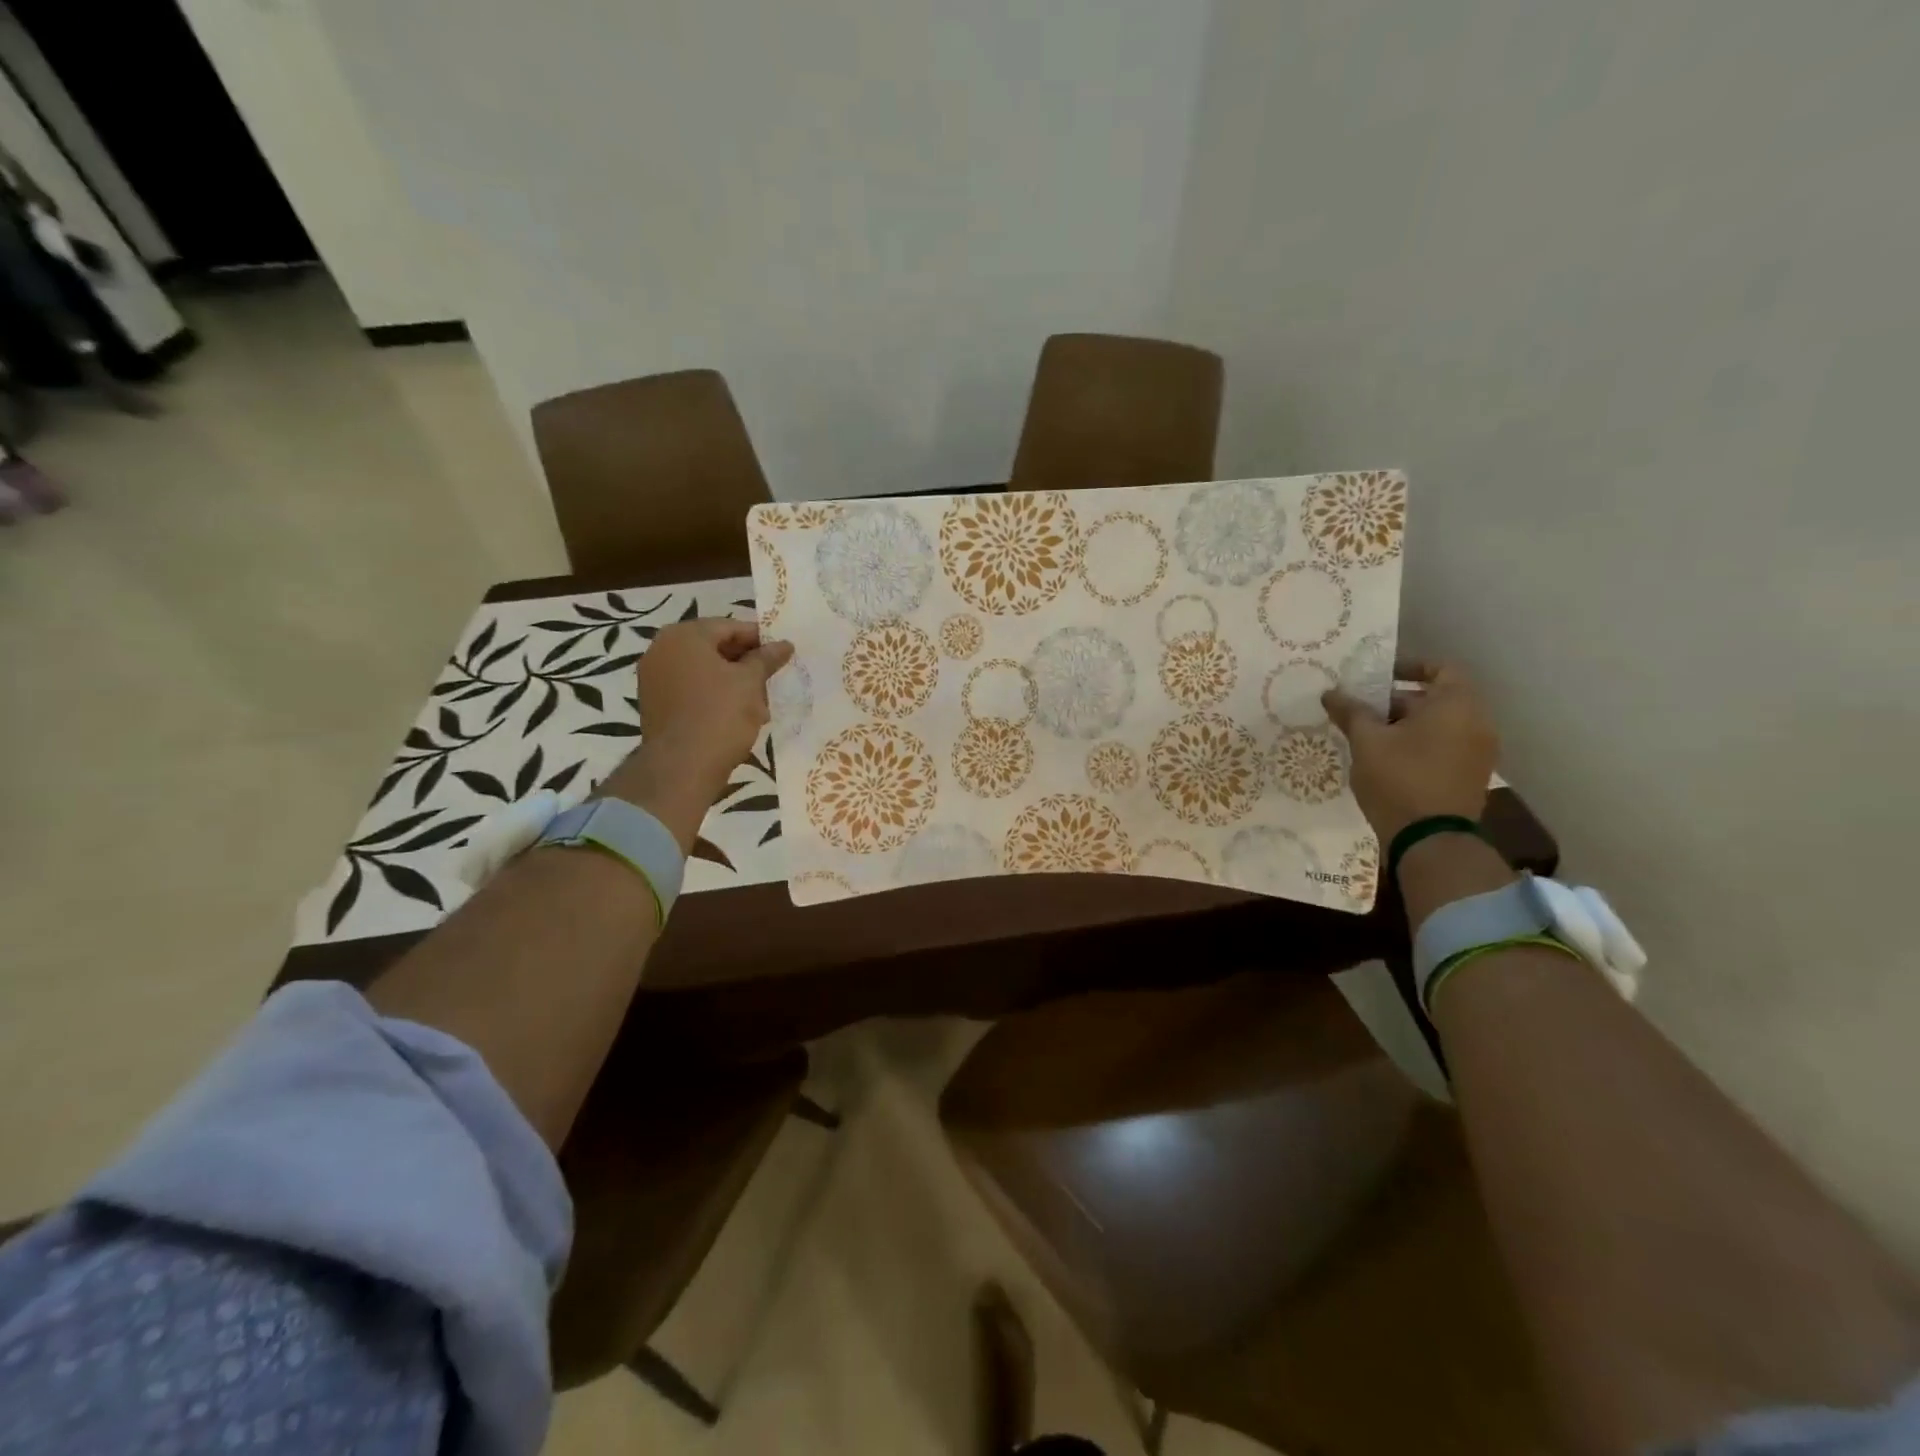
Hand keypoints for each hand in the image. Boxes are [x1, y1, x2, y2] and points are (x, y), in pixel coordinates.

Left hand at [600, 619, 792, 850]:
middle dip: (745, 662)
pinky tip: (737, 713)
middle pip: (714, 647)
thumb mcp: (750, 683)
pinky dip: (714, 695)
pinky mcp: (655, 704)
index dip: (760, 639)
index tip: (782, 653)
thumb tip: (784, 644)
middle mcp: (661, 649)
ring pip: (703, 670)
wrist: (681, 768)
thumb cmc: (719, 715)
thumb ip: (766, 658)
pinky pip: (691, 690)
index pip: (729, 627)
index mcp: (684, 636)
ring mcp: (654, 678)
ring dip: (731, 680)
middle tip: (772, 677)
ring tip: (759, 700)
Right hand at [1322, 660, 1498, 844]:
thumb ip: (1351, 712)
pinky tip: (1388, 760)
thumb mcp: (1366, 741)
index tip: (1377, 677)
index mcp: (1456, 704)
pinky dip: (1420, 745)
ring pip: (1440, 725)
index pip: (1439, 667)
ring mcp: (1479, 751)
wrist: (1430, 840)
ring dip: (1407, 725)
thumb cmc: (1399, 778)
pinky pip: (1445, 747)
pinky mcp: (1472, 776)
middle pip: (1437, 697)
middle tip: (1361, 711)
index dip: (1407, 667)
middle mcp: (1477, 722)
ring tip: (1369, 737)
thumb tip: (1330, 693)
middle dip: (1397, 701)